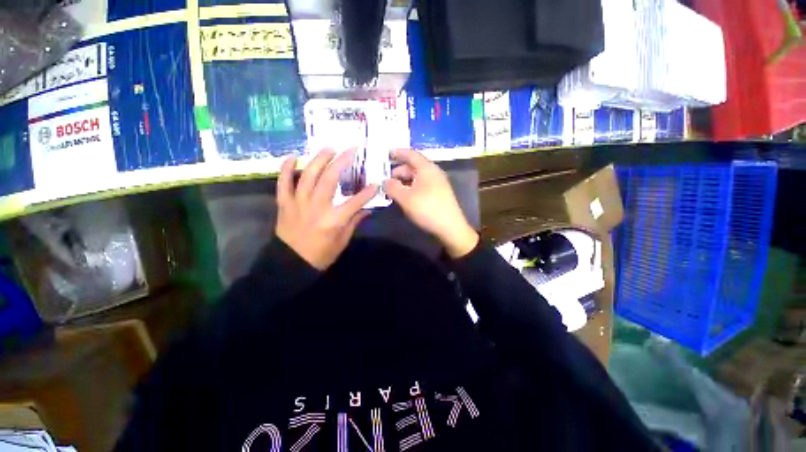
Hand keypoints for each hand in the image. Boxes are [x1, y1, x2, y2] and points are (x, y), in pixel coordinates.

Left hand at [276, 149, 375, 269]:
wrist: (290, 263)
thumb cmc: (320, 255)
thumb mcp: (342, 241)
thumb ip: (354, 222)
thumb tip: (367, 209)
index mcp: (333, 220)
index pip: (355, 202)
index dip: (367, 192)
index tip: (375, 183)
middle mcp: (316, 207)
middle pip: (329, 179)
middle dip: (341, 162)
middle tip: (350, 150)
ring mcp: (298, 203)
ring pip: (308, 175)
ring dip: (319, 159)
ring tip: (329, 148)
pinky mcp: (284, 203)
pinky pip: (283, 182)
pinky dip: (287, 168)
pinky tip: (293, 157)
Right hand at [384, 149, 478, 257]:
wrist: (450, 227)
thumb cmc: (427, 209)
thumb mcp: (405, 198)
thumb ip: (392, 187)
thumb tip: (385, 181)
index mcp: (426, 168)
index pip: (411, 154)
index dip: (398, 152)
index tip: (387, 153)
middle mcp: (433, 172)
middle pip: (413, 166)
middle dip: (399, 171)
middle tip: (386, 180)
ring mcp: (438, 183)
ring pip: (417, 177)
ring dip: (404, 181)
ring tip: (393, 190)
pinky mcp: (439, 194)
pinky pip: (422, 185)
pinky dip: (411, 187)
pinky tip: (405, 196)